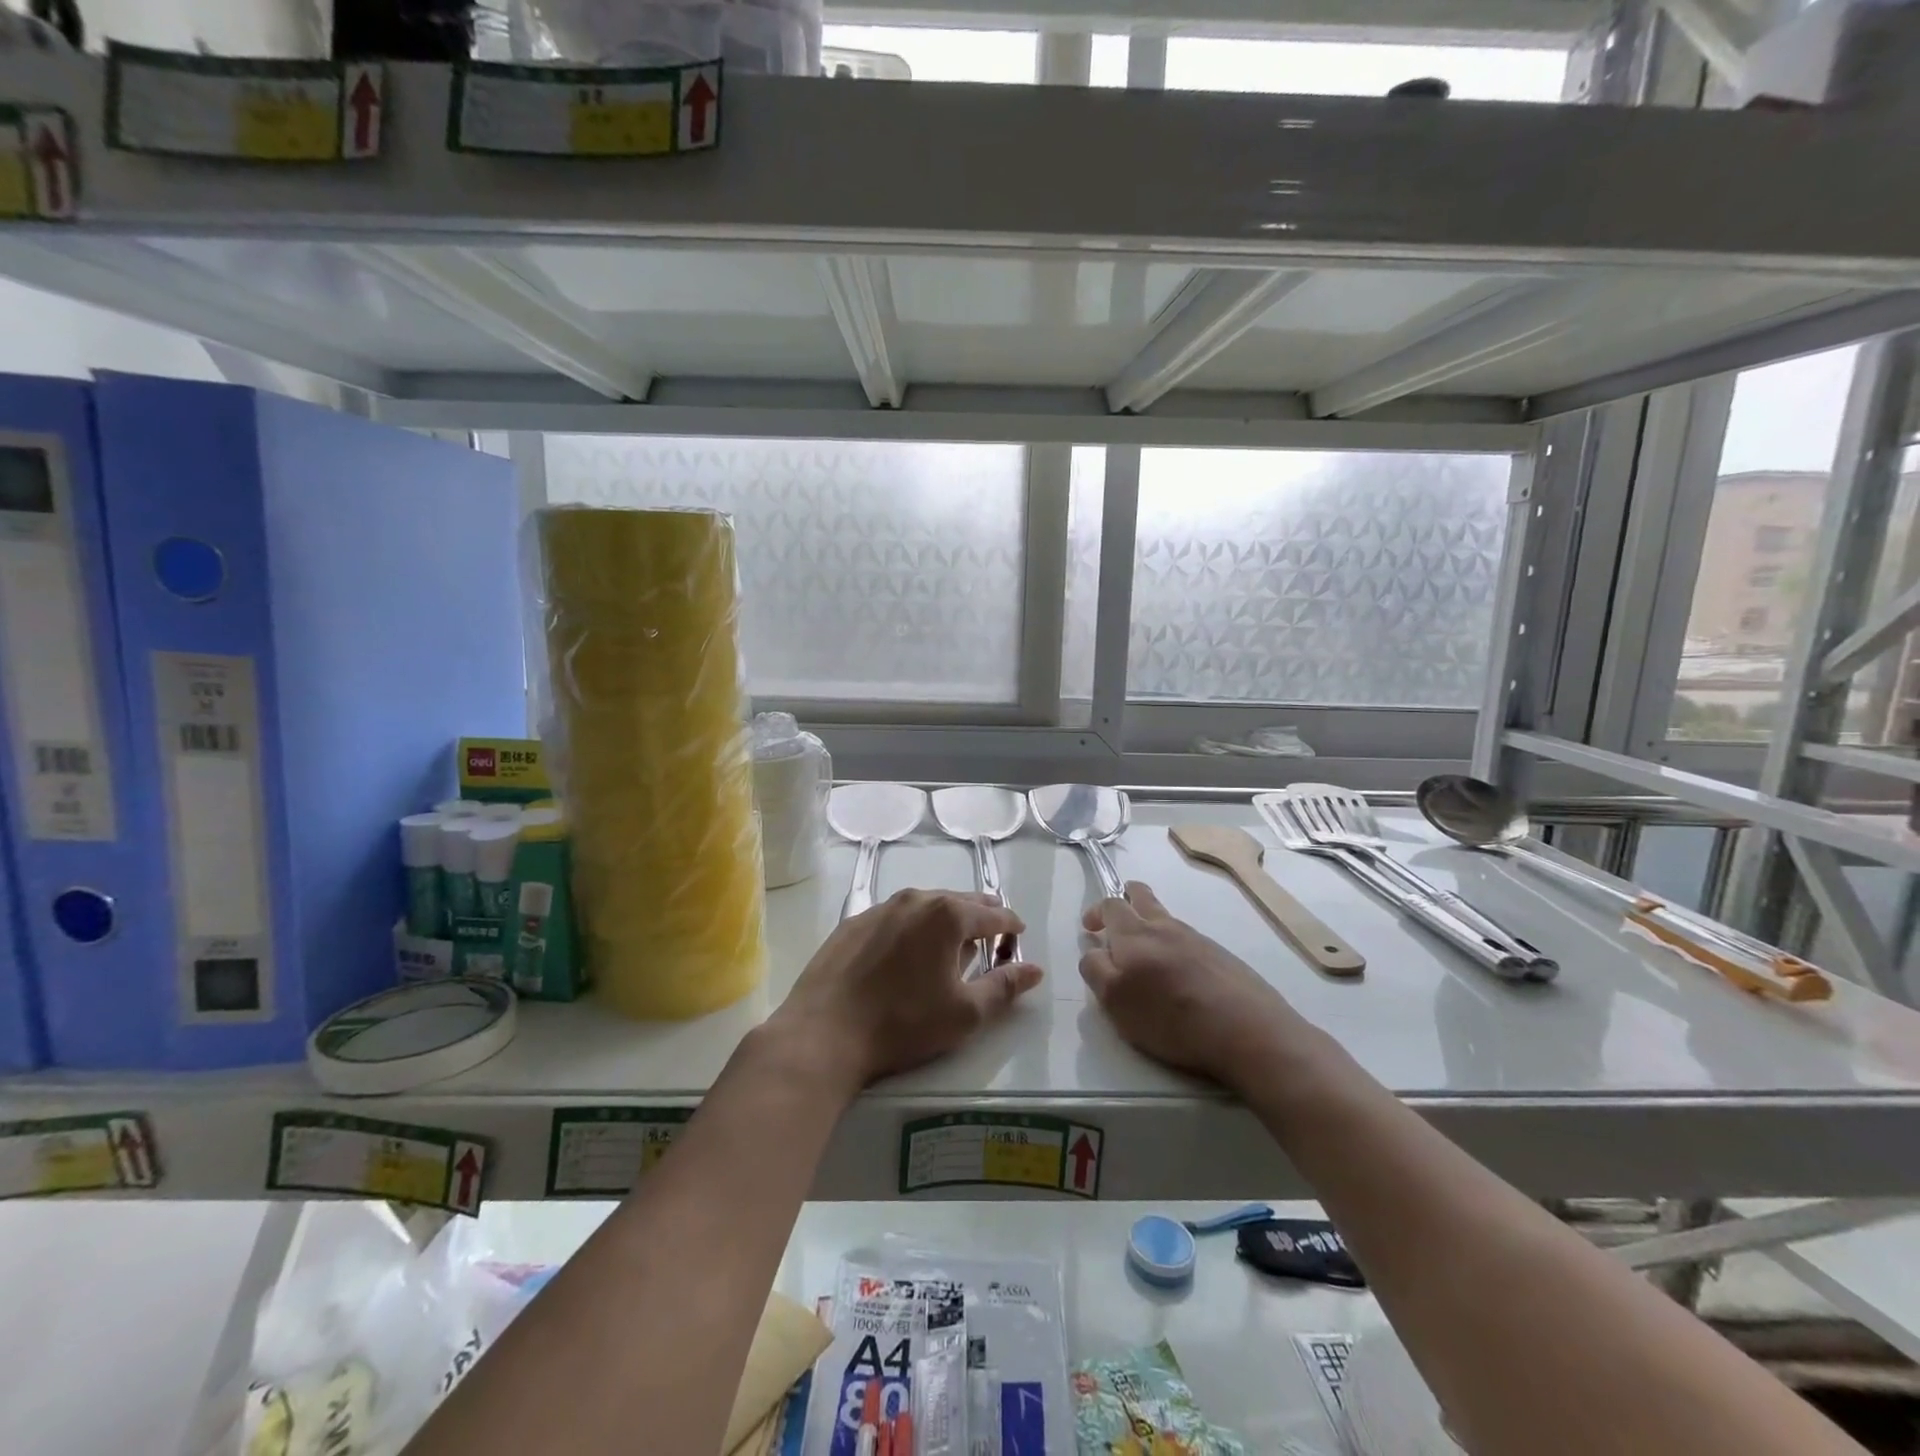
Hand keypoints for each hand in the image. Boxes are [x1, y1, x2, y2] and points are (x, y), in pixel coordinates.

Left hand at [774, 889, 1043, 1090]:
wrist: (824, 1032)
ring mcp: (880, 908)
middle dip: (981, 917)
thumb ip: (1005, 987)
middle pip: (960, 902)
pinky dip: (912, 927)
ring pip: (926, 906)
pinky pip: (896, 917)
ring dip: (945, 920)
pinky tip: (907, 952)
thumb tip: (1034, 969)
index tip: (1020, 937)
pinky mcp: (853, 923)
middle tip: (993, 937)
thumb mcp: (965, 1013)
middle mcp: (916, 899)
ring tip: (952, 944)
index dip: (1012, 926)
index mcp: (948, 915)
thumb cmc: (903, 1023)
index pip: (994, 914)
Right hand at [1080, 882, 1302, 1087]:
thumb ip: (1096, 970)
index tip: (1090, 929)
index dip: (1096, 912)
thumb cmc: (1172, 1019)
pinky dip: (1174, 945)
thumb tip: (1095, 951)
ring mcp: (1197, 939)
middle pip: (1141, 895)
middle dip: (1125, 897)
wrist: (1248, 1031)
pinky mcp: (1221, 956)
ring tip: (1146, 955)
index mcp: (1135, 934)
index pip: (1110, 905)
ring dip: (1150, 924)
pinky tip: (1179, 975)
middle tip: (1115, 919)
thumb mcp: (1115, 1002)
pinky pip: (1188, 939)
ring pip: (1166, 918)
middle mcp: (1165, 927)